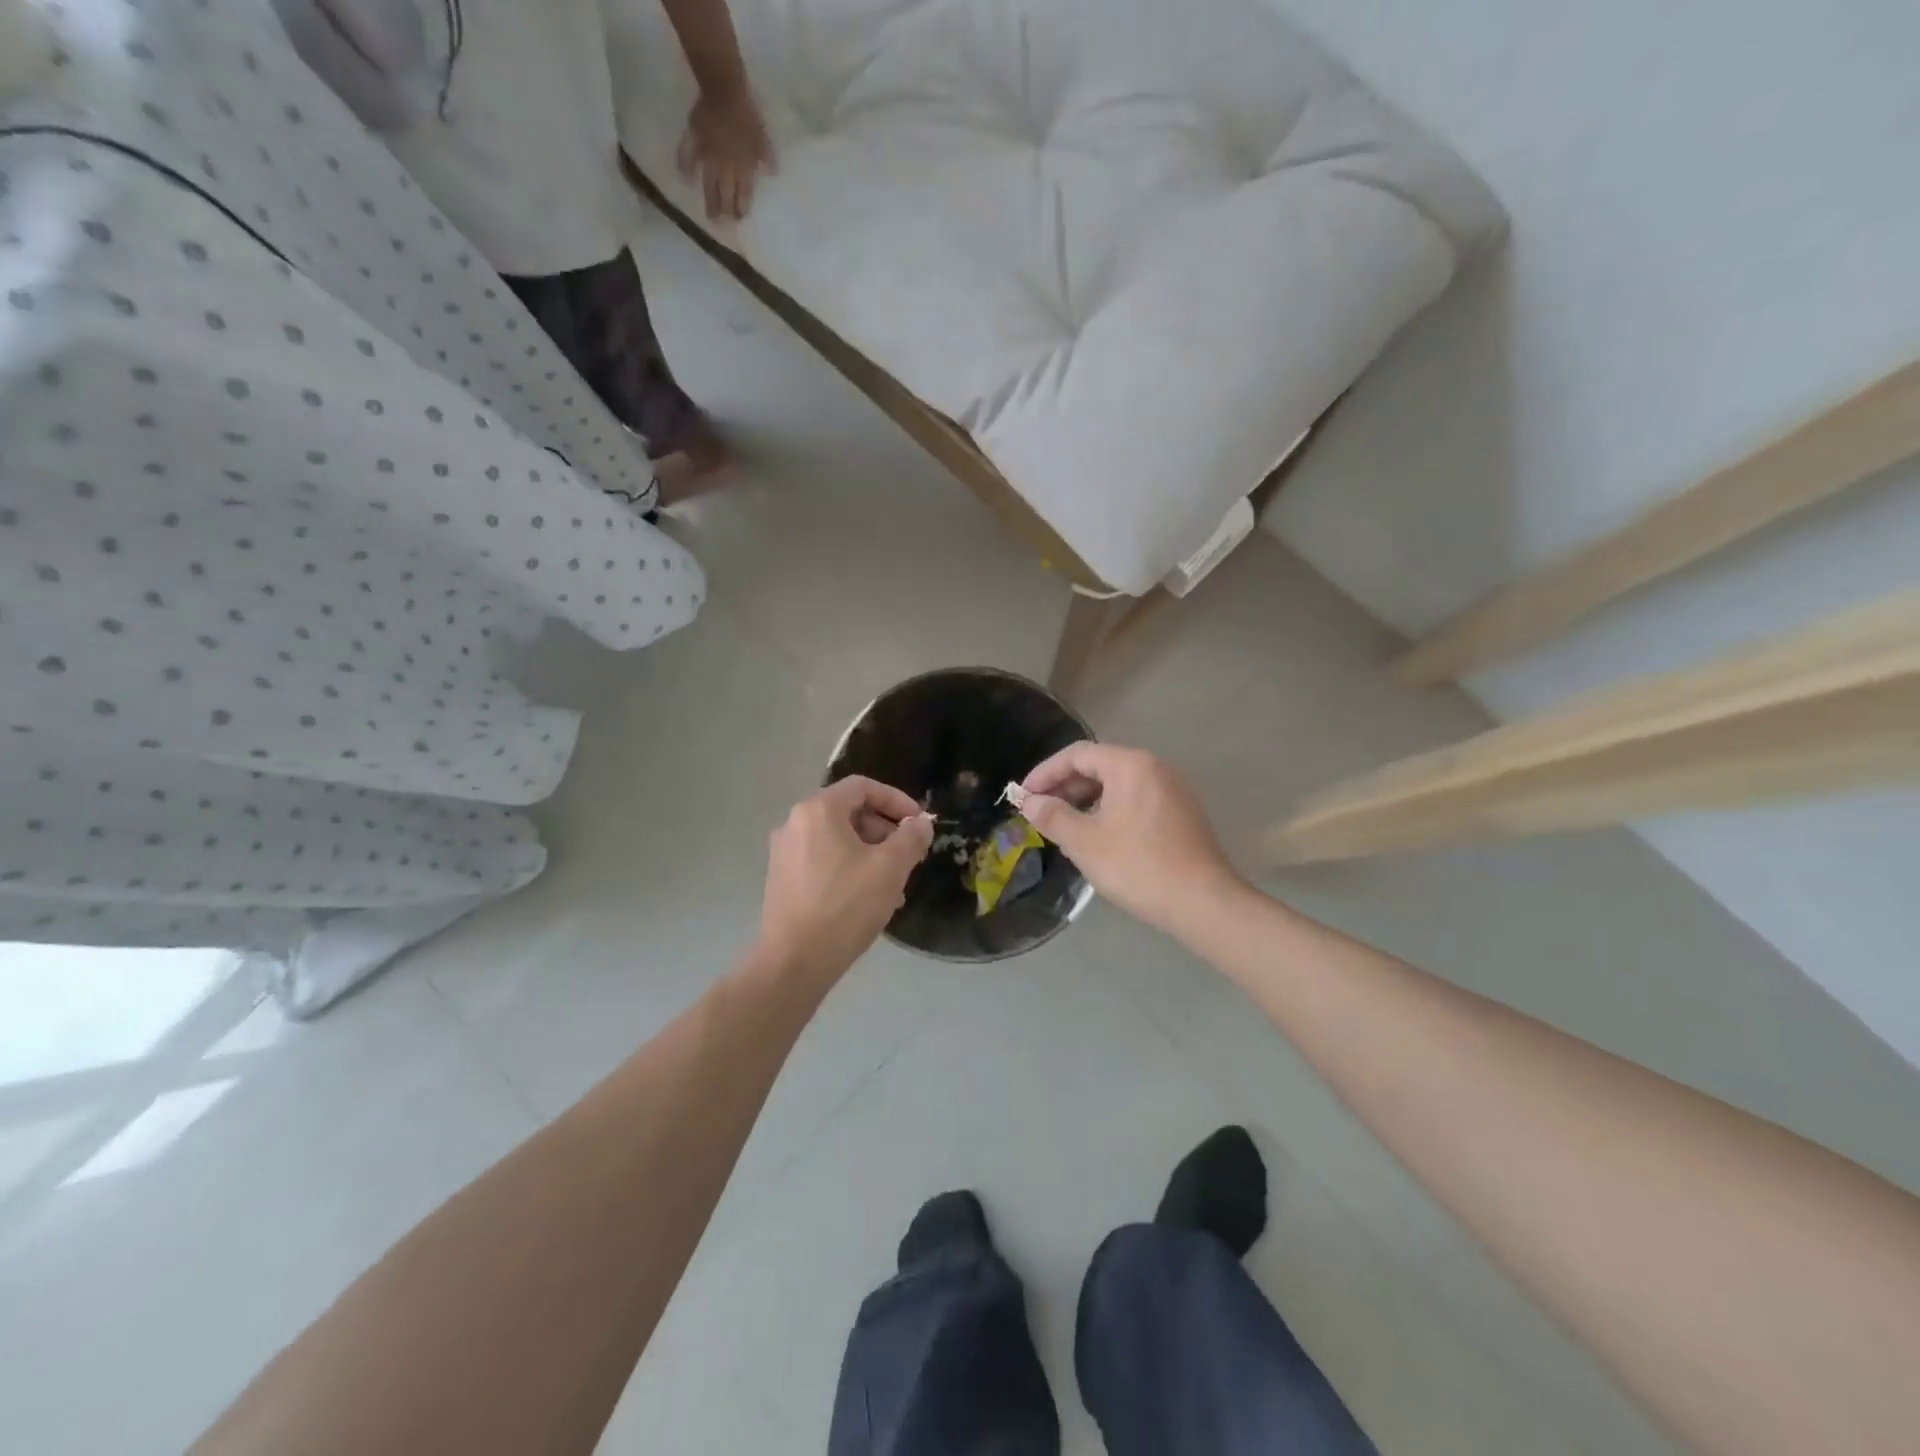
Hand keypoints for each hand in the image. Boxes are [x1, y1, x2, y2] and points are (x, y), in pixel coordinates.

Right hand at [676, 84, 775, 220]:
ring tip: (709, 217)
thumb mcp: (763, 137)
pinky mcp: (693, 140)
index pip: (743, 195)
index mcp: (743, 168)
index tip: (739, 220)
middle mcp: (725, 167)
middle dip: (725, 212)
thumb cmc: (747, 114)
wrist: (724, 88)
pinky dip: (685, 168)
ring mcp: (708, 156)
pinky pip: (686, 157)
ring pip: (708, 184)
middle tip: (723, 226)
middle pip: (725, 194)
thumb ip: (766, 157)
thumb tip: (771, 174)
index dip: (741, 208)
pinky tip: (685, 179)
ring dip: (709, 201)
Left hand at [758, 777, 933, 982]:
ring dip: (871, 853)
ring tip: (894, 885)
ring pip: (838, 839)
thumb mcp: (890, 868)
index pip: (863, 787)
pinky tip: (868, 899)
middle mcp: (795, 823)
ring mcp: (784, 852)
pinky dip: (849, 868)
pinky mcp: (782, 879)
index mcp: (818, 810)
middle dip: (885, 831)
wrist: (795, 961)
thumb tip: (920, 824)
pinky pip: (823, 860)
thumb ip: (911, 838)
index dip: (897, 800)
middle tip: (908, 856)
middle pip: (849, 812)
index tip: (919, 824)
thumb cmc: (846, 906)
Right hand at [1020, 744, 1241, 934]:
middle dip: (1065, 787)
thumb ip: (1053, 816)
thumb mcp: (1085, 841)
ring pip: (1118, 785)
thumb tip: (1031, 802)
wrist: (1203, 902)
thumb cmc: (1138, 866)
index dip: (1045, 773)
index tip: (1023, 796)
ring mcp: (1173, 790)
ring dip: (1086, 800)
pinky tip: (1099, 837)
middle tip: (1040, 812)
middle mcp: (1155, 767)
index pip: (1077, 754)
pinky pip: (1136, 800)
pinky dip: (1110, 810)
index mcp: (1131, 765)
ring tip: (1065, 827)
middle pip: (1100, 765)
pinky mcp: (1182, 813)